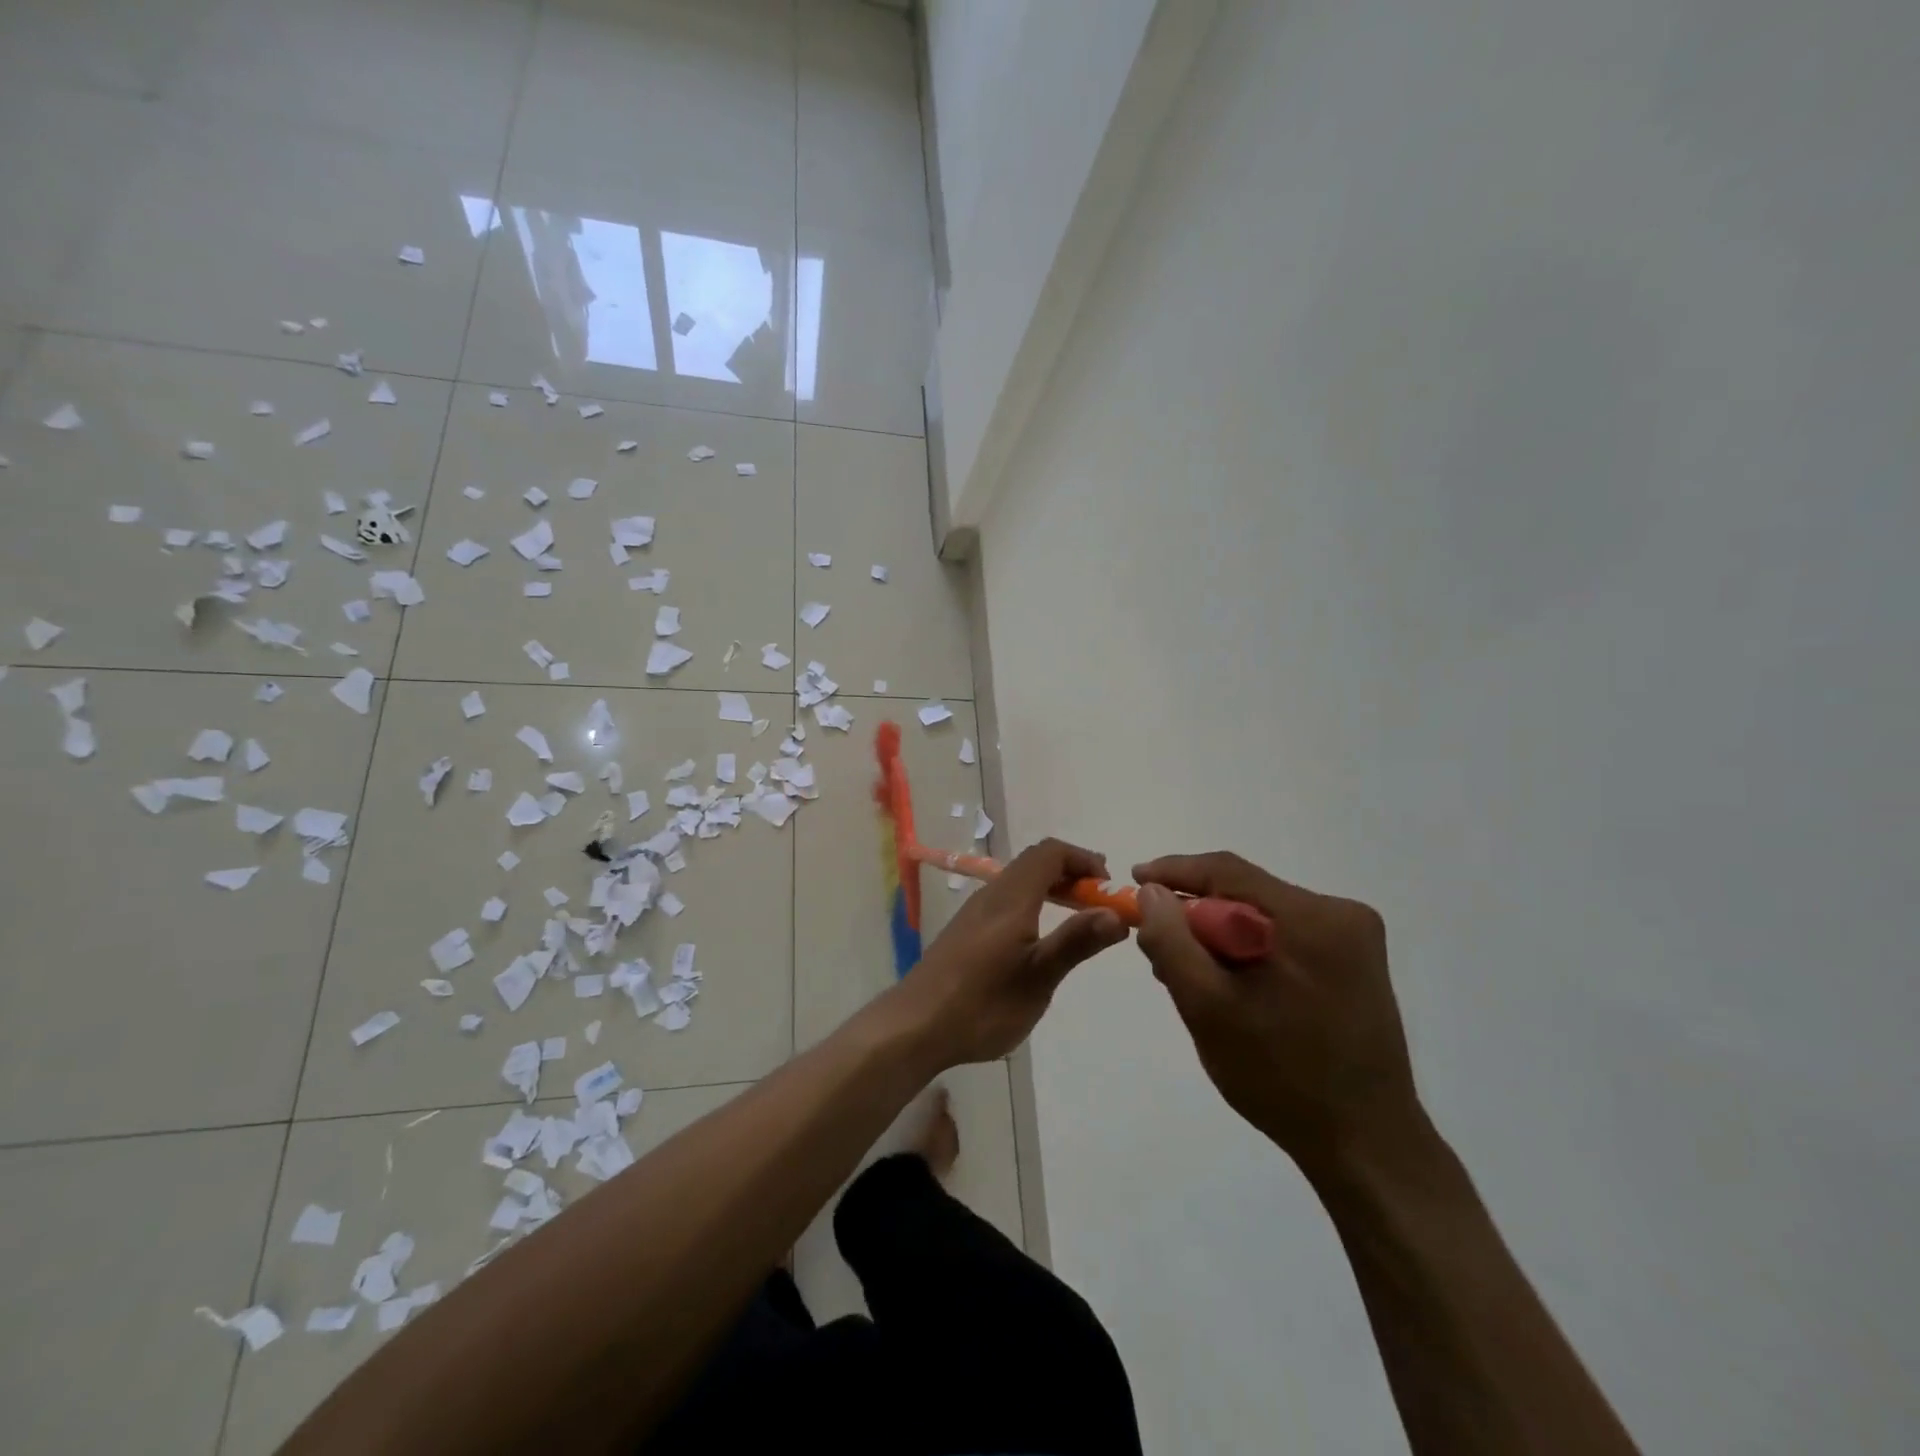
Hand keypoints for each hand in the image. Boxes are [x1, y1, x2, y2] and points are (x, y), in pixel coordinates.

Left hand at [889, 838, 1128, 1068]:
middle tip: (1099, 902)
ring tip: (1077, 919)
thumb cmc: (982, 1004)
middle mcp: (991, 895)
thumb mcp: (1038, 978)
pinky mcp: (965, 931)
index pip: (1050, 853)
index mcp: (1011, 899)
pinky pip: (1006, 900)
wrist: (915, 1026)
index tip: (1108, 887)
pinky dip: (1033, 903)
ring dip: (1052, 888)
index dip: (1082, 859)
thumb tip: (1116, 913)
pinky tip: (1038, 939)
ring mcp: (974, 913)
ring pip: (1018, 881)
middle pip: (1034, 863)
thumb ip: (1076, 942)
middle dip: (1071, 872)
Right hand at [1133, 853, 1420, 1173]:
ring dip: (1220, 937)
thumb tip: (1151, 891)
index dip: (1173, 872)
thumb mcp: (1207, 1008)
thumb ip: (1171, 941)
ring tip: (1191, 977)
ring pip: (1261, 916)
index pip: (1227, 871)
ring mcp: (1354, 939)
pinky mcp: (1355, 963)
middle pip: (1245, 893)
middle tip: (1158, 949)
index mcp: (1311, 918)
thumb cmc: (1280, 1077)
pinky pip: (1283, 937)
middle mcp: (1340, 914)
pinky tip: (1232, 988)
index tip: (1134, 882)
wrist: (1366, 1145)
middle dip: (1196, 916)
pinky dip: (1249, 952)